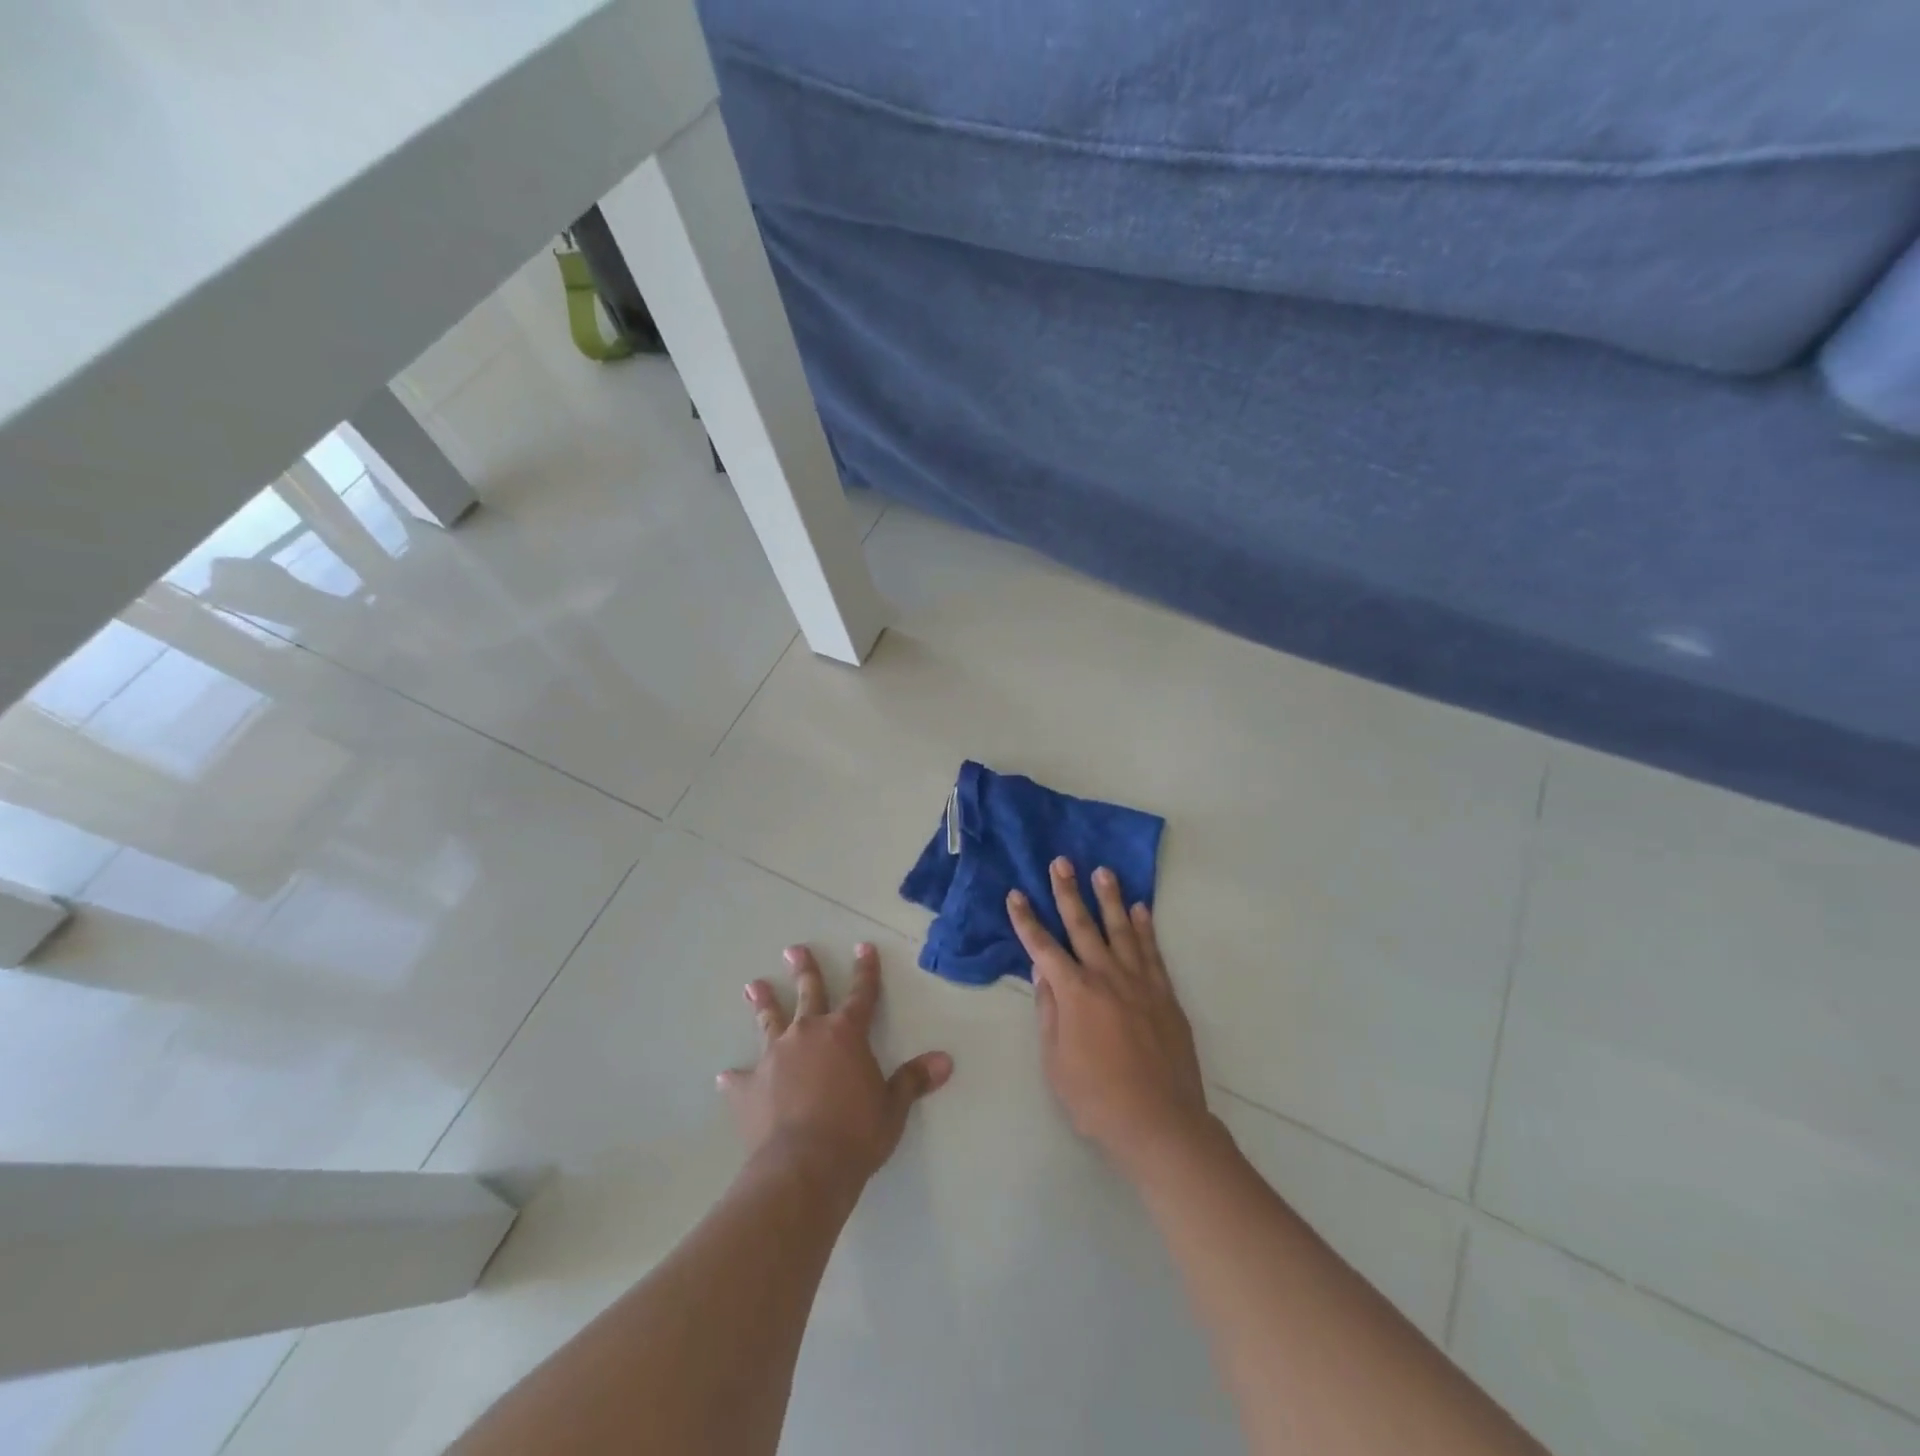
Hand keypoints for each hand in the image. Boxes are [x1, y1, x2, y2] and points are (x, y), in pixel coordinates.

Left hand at [720, 942, 952, 1190]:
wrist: (803, 1168)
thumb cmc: (856, 1134)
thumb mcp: (892, 1108)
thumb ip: (913, 1080)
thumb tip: (945, 1061)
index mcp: (846, 1034)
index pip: (861, 993)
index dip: (865, 970)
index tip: (863, 947)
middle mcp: (808, 1034)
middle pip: (808, 993)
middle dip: (804, 970)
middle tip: (793, 949)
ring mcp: (774, 1058)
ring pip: (769, 1021)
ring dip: (763, 1003)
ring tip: (753, 986)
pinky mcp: (748, 1088)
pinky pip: (740, 1079)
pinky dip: (736, 1077)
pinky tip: (726, 1076)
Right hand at [1009, 859, 1212, 1179]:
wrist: (1160, 1123)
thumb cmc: (1096, 1099)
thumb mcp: (1055, 1061)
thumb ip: (1049, 1011)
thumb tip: (1042, 972)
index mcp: (1075, 993)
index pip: (1043, 947)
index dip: (1026, 921)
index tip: (1016, 895)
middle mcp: (1107, 977)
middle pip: (1083, 926)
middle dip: (1067, 892)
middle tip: (1061, 862)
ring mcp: (1140, 983)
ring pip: (1121, 930)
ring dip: (1110, 899)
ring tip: (1103, 871)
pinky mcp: (1165, 995)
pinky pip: (1152, 952)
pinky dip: (1145, 928)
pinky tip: (1141, 909)